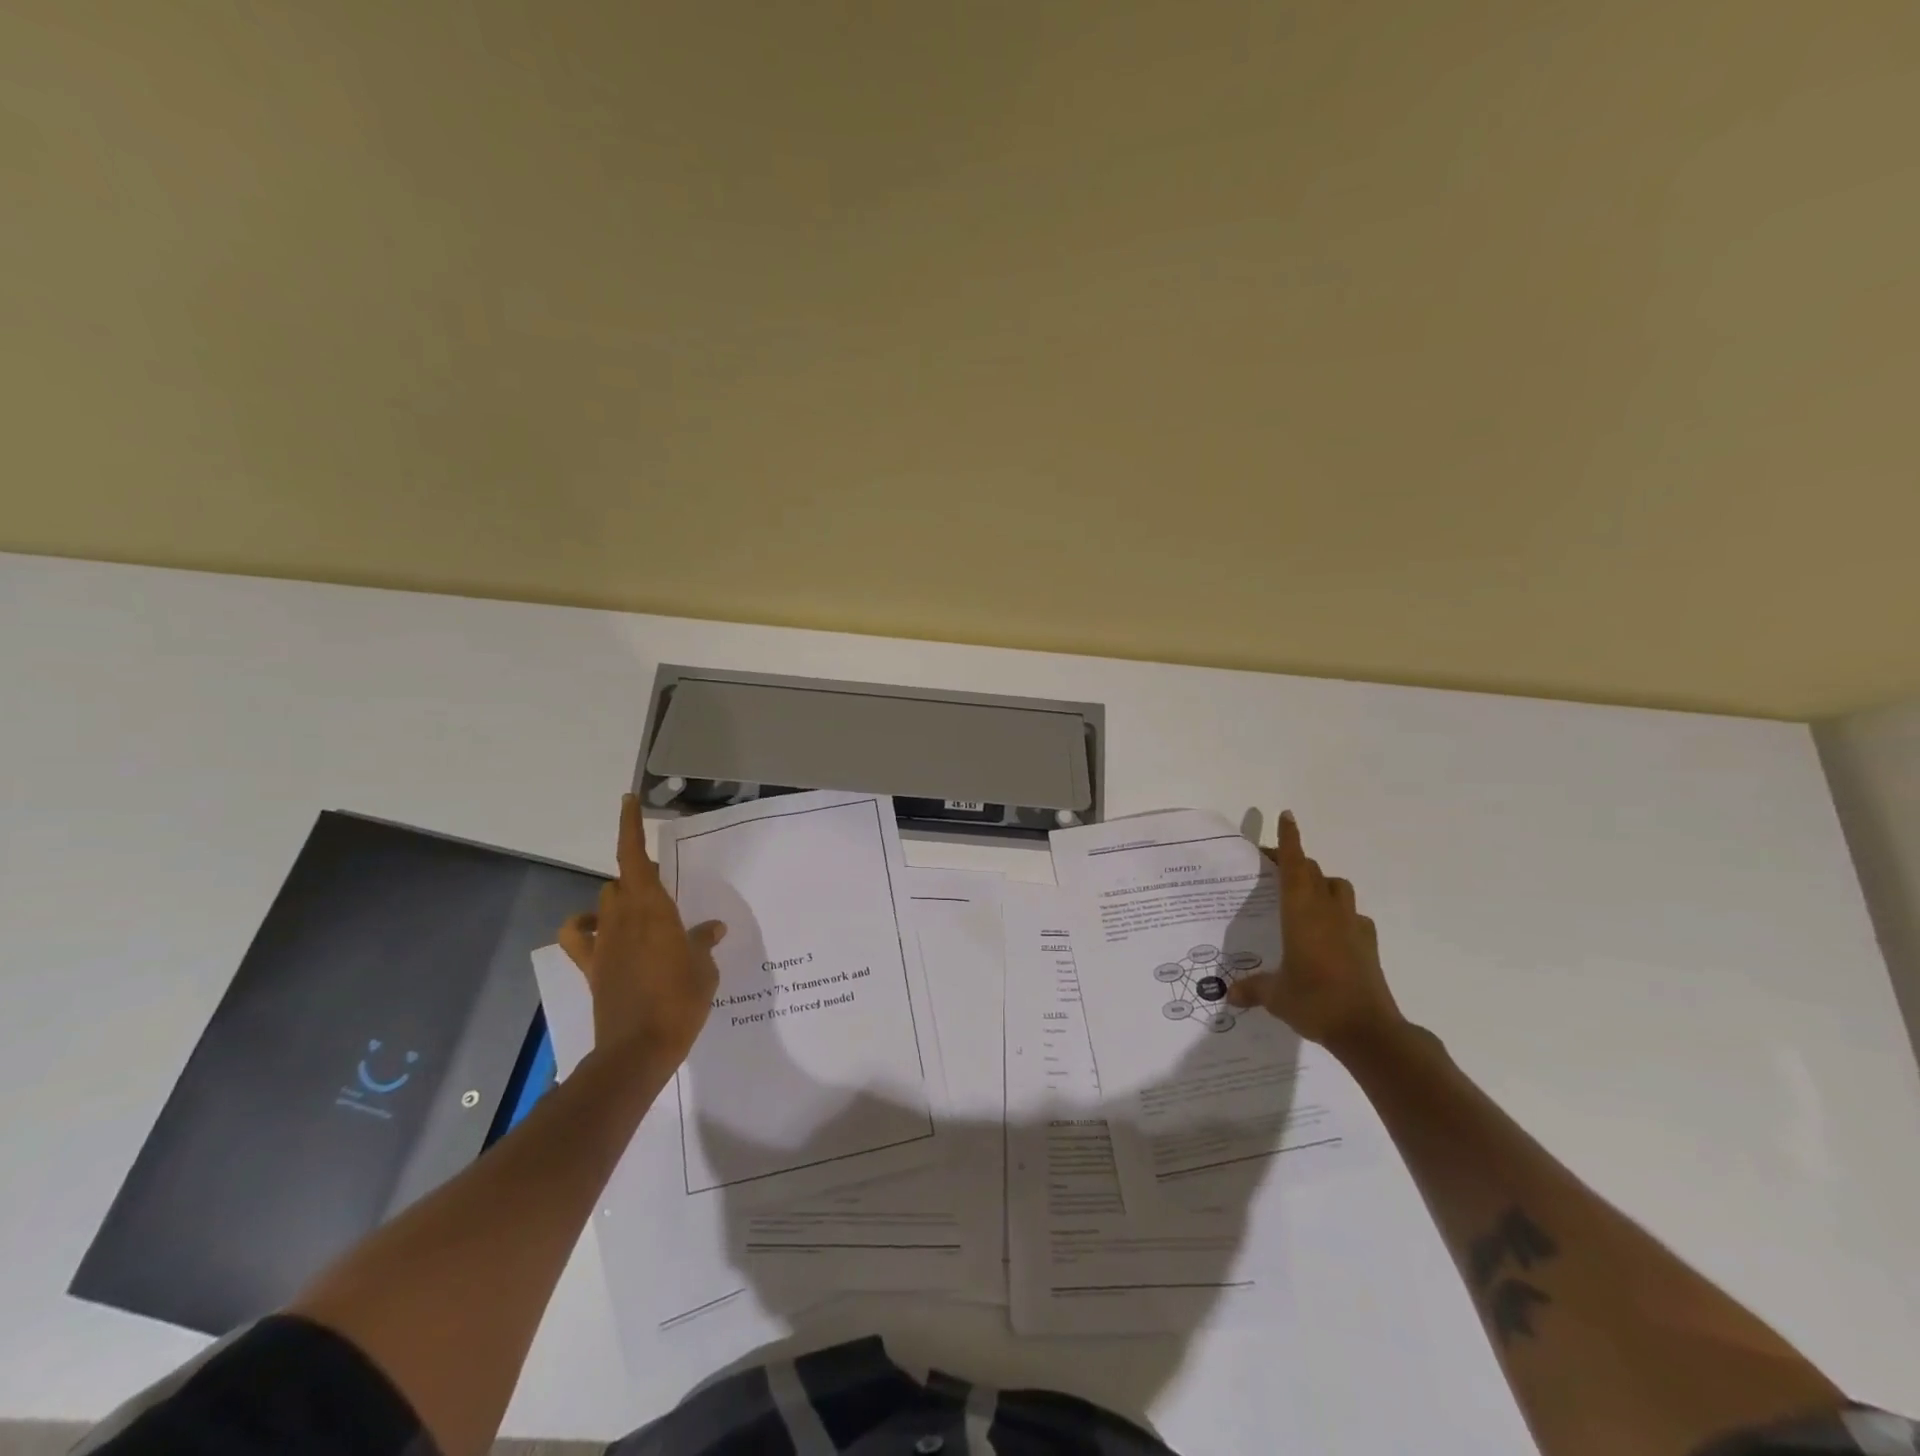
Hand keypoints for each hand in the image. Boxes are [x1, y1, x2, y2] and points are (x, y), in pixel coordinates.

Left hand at [559, 794, 724, 1070]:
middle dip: (639, 874)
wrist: (639, 1049)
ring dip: (619, 899)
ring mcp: (603, 943)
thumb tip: (710, 929)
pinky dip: (586, 927)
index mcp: (653, 910)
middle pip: (621, 880)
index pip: (633, 857)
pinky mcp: (592, 966)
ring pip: (603, 903)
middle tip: (664, 882)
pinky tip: (601, 932)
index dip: (629, 826)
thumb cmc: (680, 1001)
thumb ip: (703, 942)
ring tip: (641, 910)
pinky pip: (577, 937)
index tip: (628, 800)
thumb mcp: (704, 969)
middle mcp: (623, 918)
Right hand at [1226, 810, 1403, 1051]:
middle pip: (1313, 872)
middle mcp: (1328, 911)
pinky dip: (1341, 914)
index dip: (1289, 840)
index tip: (1286, 815)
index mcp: (1301, 912)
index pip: (1294, 866)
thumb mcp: (1275, 996)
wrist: (1369, 1030)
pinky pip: (1354, 916)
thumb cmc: (1314, 1001)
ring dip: (1321, 883)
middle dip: (1295, 863)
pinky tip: (1331, 933)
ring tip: (1305, 898)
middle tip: (1274, 869)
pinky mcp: (1369, 945)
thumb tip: (1229, 994)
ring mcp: (1353, 926)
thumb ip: (1253, 989)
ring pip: (1338, 888)